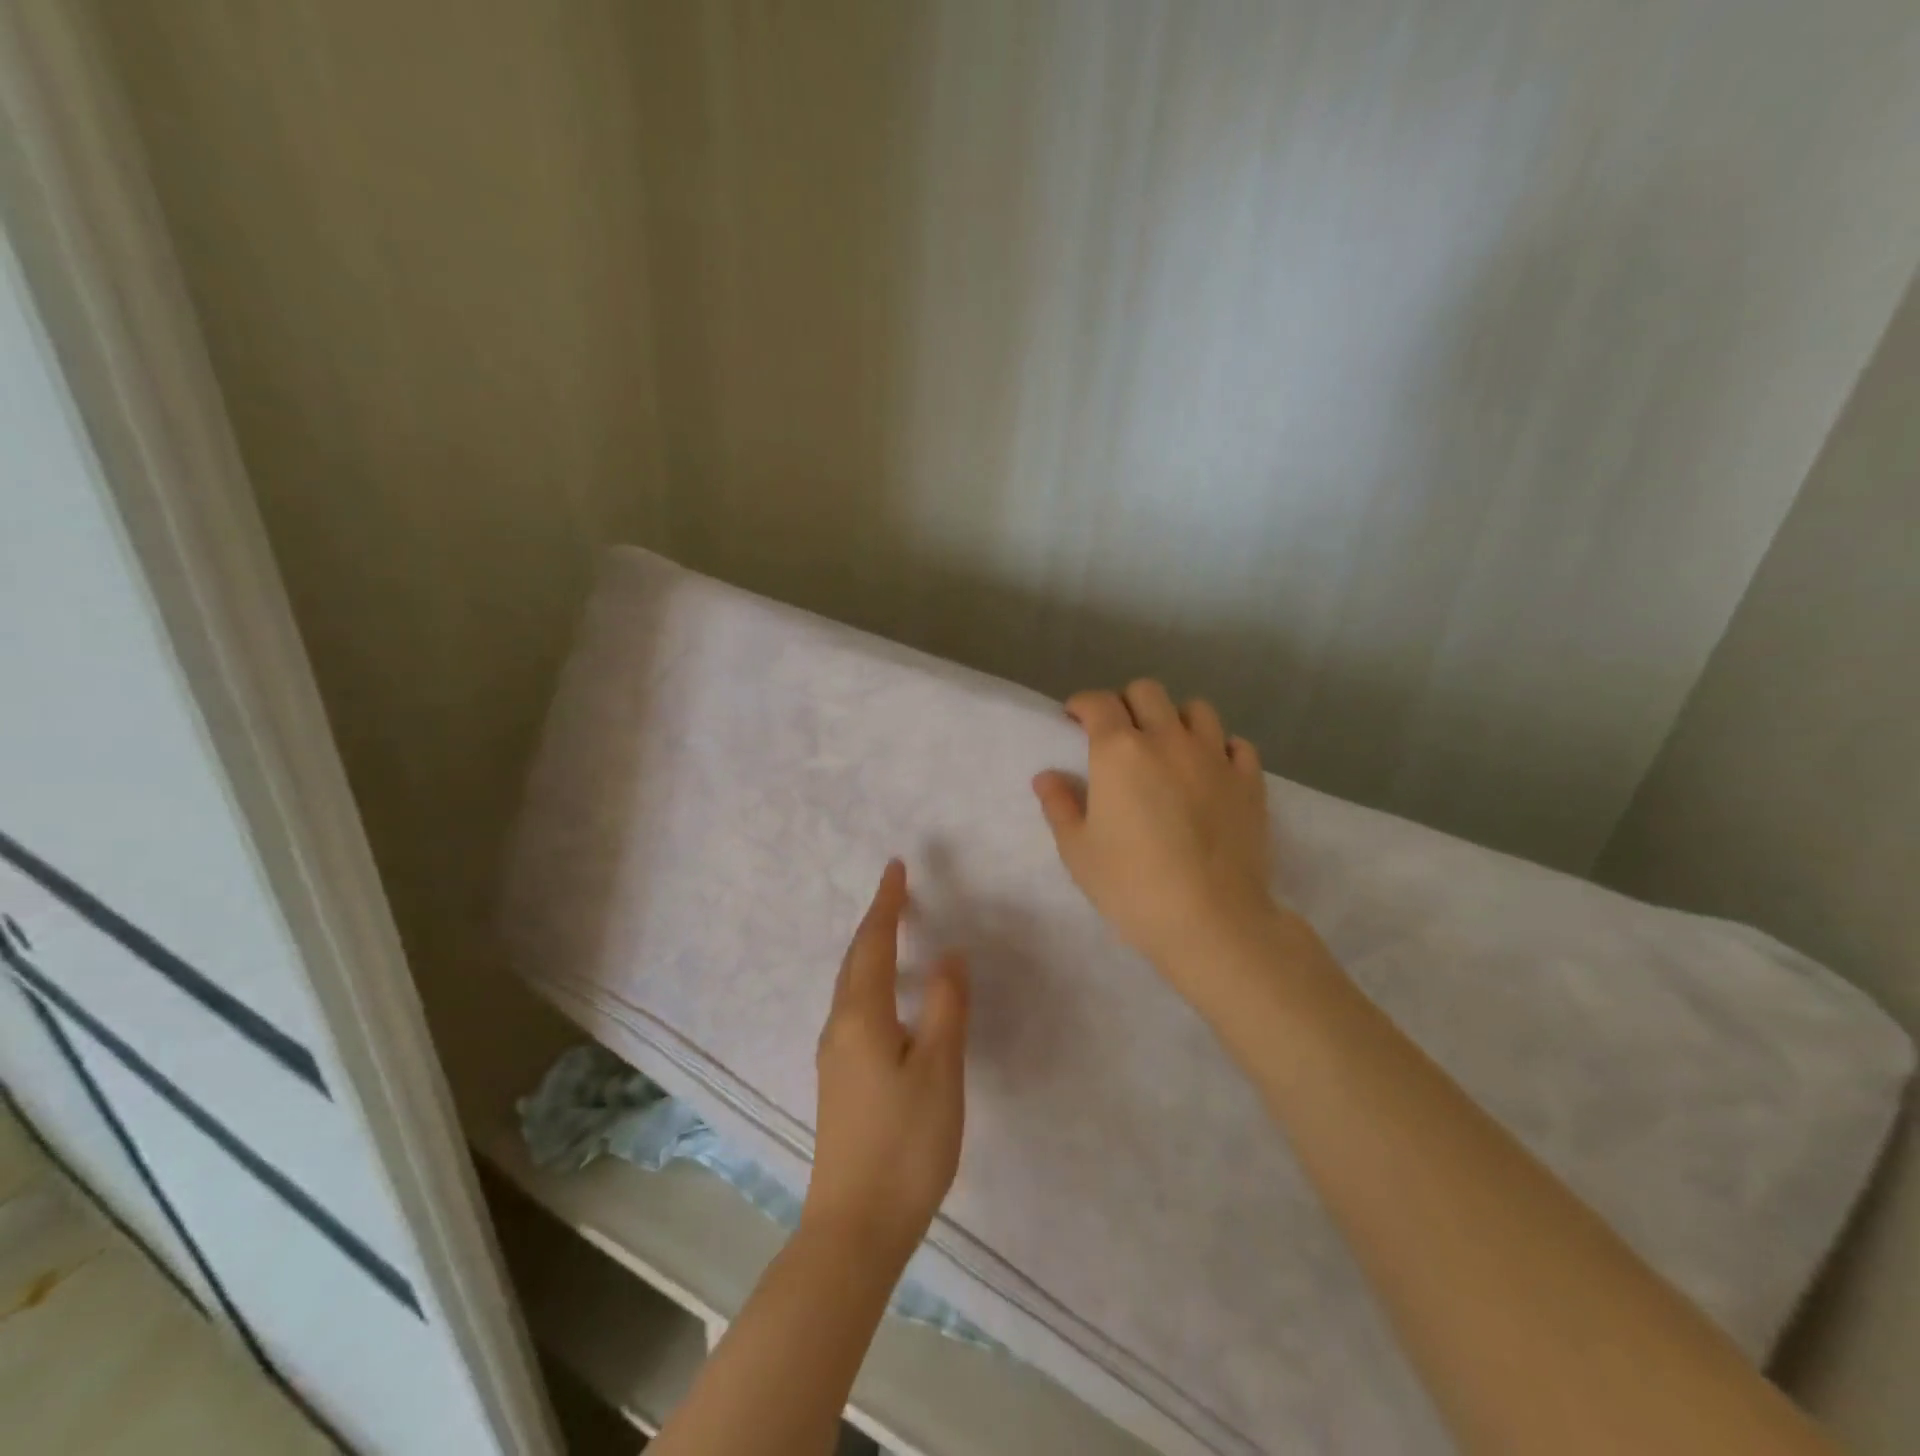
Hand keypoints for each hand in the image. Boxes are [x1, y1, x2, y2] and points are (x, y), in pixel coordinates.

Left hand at [804, 860, 968, 1269]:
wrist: (854, 1227)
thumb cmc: (905, 1144)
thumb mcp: (940, 1070)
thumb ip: (946, 1007)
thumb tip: (949, 954)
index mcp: (862, 1015)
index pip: (874, 943)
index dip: (887, 903)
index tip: (895, 867)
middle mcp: (840, 1026)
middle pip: (856, 960)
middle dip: (876, 921)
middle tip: (897, 891)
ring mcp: (834, 1056)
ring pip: (851, 985)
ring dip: (870, 951)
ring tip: (894, 933)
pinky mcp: (839, 1081)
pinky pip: (853, 1009)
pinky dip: (870, 982)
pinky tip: (886, 998)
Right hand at [1033, 680, 1278, 975]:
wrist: (1212, 920)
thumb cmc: (1132, 885)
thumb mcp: (1078, 851)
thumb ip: (1059, 806)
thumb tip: (1046, 777)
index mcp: (1119, 752)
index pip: (1098, 703)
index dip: (1082, 704)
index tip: (1074, 718)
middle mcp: (1168, 740)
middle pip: (1147, 692)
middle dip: (1126, 703)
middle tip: (1118, 733)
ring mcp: (1214, 757)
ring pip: (1197, 710)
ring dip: (1176, 719)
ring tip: (1168, 747)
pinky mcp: (1249, 781)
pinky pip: (1237, 745)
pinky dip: (1220, 749)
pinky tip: (1210, 771)